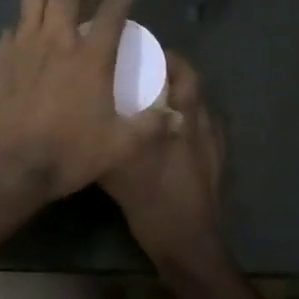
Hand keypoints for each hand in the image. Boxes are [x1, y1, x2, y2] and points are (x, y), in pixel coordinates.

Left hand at [0, 0, 171, 201]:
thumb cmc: (66, 154)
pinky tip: (26, 46)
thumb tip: (176, 116)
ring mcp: (23, 45)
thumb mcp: (119, 147)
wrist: (5, 166)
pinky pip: (11, 28)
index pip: (113, 10)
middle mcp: (56, 40)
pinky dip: (22, 29)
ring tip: (53, 13)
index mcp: (90, 57)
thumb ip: (150, 127)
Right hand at [100, 53, 230, 276]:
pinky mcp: (214, 166)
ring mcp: (212, 147)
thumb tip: (84, 120)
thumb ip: (107, 141)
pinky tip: (163, 135)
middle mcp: (203, 126)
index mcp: (186, 120)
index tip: (143, 51)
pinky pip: (200, 130)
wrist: (190, 247)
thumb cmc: (156, 204)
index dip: (167, 58)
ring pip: (197, 108)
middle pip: (192, 87)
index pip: (184, 73)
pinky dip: (184, 122)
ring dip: (178, 97)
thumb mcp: (119, 171)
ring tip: (150, 99)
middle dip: (171, 74)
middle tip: (143, 71)